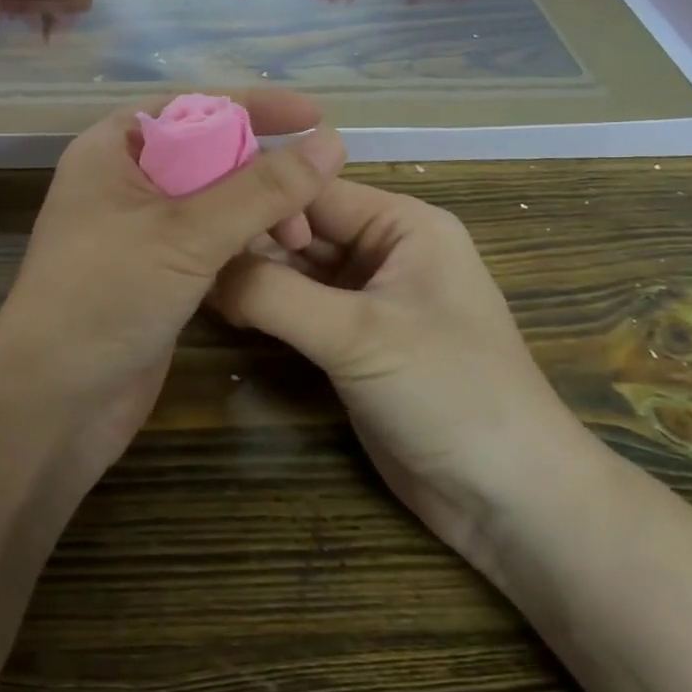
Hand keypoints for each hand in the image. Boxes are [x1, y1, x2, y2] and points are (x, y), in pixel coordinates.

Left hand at [0, 91, 345, 479]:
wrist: (52, 404)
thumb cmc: (106, 297)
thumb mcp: (187, 233)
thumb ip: (262, 188)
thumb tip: (331, 141)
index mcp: (113, 149)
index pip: (192, 107)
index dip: (253, 106)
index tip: (314, 114)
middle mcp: (124, 182)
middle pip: (208, 154)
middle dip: (262, 170)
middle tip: (311, 204)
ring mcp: (138, 231)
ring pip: (213, 202)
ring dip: (258, 213)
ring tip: (298, 243)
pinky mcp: (154, 274)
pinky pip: (208, 242)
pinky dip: (242, 245)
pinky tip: (276, 261)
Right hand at [210, 179, 599, 556]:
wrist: (507, 500)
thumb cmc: (448, 393)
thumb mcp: (358, 335)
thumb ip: (274, 295)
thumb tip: (202, 268)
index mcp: (402, 225)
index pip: (313, 191)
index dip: (256, 199)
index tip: (194, 214)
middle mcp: (384, 250)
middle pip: (300, 229)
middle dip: (248, 241)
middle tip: (183, 254)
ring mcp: (367, 299)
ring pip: (294, 271)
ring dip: (251, 277)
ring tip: (190, 280)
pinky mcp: (352, 341)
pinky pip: (299, 309)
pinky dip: (265, 309)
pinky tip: (222, 311)